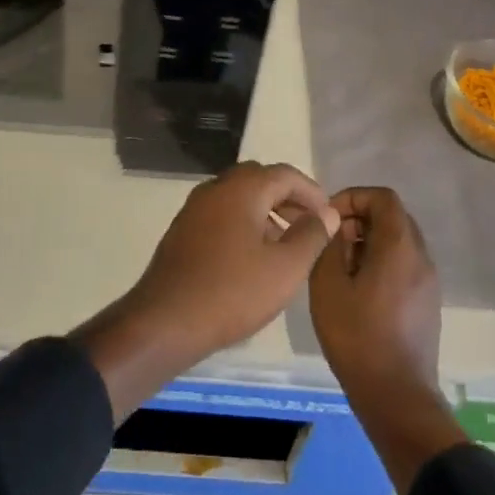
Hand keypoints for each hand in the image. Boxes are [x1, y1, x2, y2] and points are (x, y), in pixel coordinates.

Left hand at [73, 162, 339, 421]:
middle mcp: (215, 188)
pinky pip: (222, 214)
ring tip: (286, 245)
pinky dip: (244, 223)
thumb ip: (311, 236)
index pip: (285, 174)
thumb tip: (326, 213)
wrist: (166, 321)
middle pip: (259, 180)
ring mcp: (194, 208)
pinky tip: (254, 257)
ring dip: (266, 211)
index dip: (312, 192)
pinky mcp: (183, 230)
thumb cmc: (232, 292)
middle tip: (309, 225)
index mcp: (241, 188)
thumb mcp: (285, 268)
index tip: (329, 216)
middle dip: (288, 198)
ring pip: (239, 197)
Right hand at [309, 186, 466, 494]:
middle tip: (333, 242)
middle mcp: (421, 256)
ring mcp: (428, 281)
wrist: (397, 397)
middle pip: (393, 217)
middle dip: (360, 219)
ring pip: (399, 242)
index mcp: (399, 246)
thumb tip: (338, 228)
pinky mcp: (427, 303)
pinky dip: (381, 263)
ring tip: (342, 268)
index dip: (353, 197)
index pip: (383, 197)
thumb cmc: (357, 337)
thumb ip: (331, 245)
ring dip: (370, 242)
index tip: (330, 219)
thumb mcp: (328, 285)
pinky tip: (359, 291)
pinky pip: (405, 265)